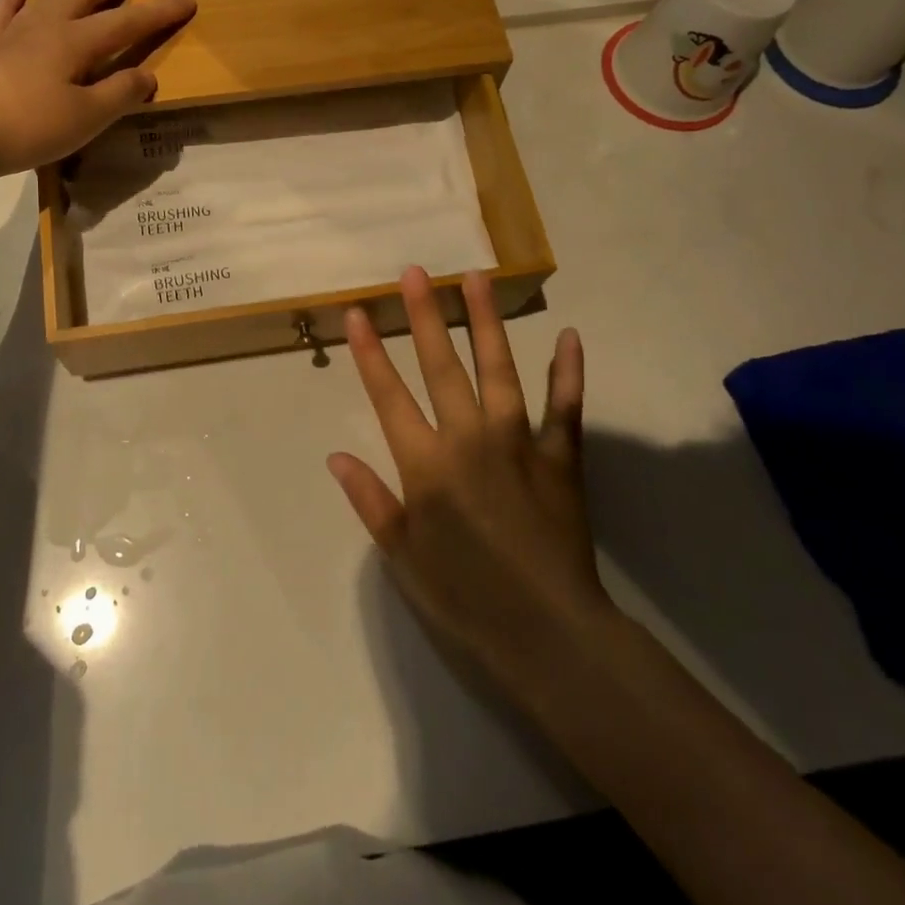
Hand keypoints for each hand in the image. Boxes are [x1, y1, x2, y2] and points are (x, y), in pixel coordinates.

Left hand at [0, 0, 194, 179]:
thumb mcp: (86, 117)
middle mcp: (46, 29)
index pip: (126, 23)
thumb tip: (148, 75)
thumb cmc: (28, 126)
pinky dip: (14, 1)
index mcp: (75, 43)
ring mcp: (14, 37)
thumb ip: (120, 94)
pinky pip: (5, 17)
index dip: (158, 13)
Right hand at [329, 267, 609, 706]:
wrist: (548, 632)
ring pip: (498, 369)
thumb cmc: (465, 597)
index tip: (356, 313)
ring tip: (476, 278)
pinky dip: (568, 371)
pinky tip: (568, 336)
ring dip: (485, 322)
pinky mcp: (560, 457)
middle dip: (425, 316)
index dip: (369, 353)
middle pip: (441, 366)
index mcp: (426, 465)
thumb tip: (336, 455)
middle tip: (415, 272)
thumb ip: (371, 500)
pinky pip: (564, 406)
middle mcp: (468, 439)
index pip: (388, 396)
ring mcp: (518, 442)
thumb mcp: (403, 555)